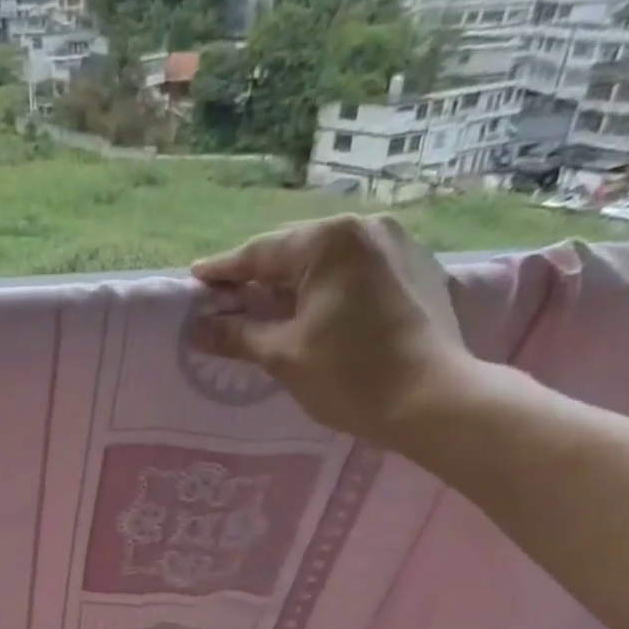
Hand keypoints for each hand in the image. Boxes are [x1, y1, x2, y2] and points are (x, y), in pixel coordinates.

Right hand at [188, 214, 500, 448]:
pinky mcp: (417, 268)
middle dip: (260, 274)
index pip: (260, 253)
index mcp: (328, 242)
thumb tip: (196, 329)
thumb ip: (237, 336)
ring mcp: (397, 244)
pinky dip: (329, 285)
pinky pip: (357, 269)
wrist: (433, 400)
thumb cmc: (349, 376)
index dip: (224, 271)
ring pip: (328, 259)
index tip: (196, 279)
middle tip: (229, 296)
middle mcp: (364, 229)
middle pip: (295, 250)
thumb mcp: (283, 356)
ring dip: (295, 279)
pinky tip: (317, 309)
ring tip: (269, 304)